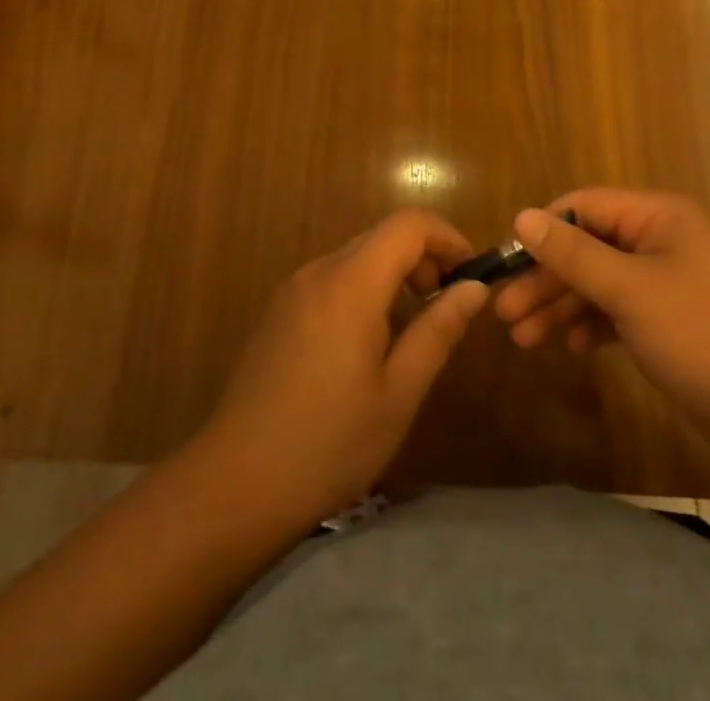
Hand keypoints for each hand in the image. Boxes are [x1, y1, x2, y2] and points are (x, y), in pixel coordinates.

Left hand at [198, 209, 488, 524]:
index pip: (409, 224)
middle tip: (446, 308)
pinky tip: (368, 344)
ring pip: (358, 256)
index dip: (447, 237)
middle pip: (383, 236)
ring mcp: (294, 288)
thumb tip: (475, 287)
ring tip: (412, 331)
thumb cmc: (328, 443)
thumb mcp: (399, 393)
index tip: (470, 275)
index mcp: (351, 283)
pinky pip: (334, 278)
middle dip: (424, 258)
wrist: (234, 485)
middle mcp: (320, 271)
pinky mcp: (279, 310)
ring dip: (395, 275)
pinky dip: (366, 289)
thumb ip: (439, 330)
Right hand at [494, 189, 709, 433]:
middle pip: (587, 248)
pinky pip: (617, 313)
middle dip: (546, 279)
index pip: (583, 206)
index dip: (542, 231)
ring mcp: (665, 284)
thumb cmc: (703, 335)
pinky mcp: (668, 324)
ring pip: (598, 284)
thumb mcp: (630, 290)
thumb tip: (520, 216)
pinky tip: (572, 348)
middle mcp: (659, 241)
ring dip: (560, 307)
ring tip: (522, 339)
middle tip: (503, 314)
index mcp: (656, 216)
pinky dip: (591, 326)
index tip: (505, 265)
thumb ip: (573, 254)